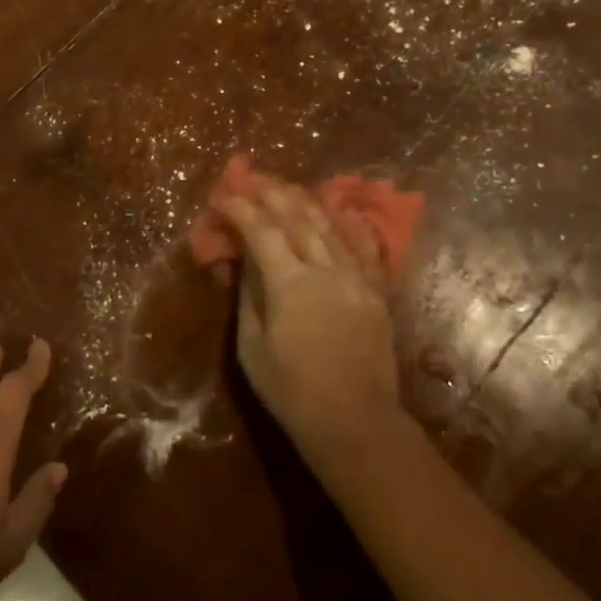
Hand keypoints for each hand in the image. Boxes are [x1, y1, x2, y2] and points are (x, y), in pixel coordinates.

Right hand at [217, 182, 401, 460]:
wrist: (354, 422)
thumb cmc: (291, 391)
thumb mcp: (252, 346)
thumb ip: (249, 296)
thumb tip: (244, 261)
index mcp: (289, 283)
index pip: (261, 230)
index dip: (240, 208)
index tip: (223, 195)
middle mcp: (325, 269)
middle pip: (296, 217)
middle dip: (271, 193)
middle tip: (251, 178)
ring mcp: (356, 277)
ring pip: (329, 225)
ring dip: (305, 201)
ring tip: (286, 187)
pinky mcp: (376, 291)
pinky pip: (365, 247)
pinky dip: (349, 224)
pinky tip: (340, 210)